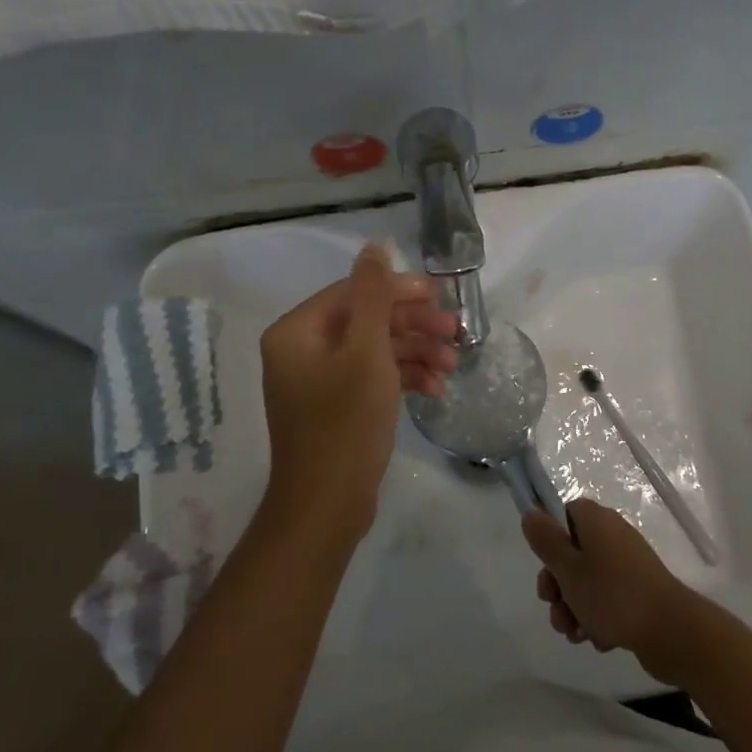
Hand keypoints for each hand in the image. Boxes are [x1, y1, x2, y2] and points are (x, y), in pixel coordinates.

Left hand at [259, 244, 458, 547]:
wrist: (327, 506)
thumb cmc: (345, 422)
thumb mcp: (366, 352)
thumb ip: (372, 295)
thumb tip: (374, 245)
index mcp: (297, 331)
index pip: (353, 292)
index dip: (399, 291)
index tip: (440, 299)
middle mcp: (302, 350)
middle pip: (365, 320)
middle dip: (413, 327)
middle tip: (454, 333)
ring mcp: (318, 381)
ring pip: (373, 350)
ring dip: (414, 353)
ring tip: (453, 365)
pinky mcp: (336, 406)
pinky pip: (371, 378)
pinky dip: (402, 379)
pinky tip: (435, 388)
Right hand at [523, 501, 703, 685]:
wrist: (670, 631)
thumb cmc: (612, 594)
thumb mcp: (568, 567)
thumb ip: (546, 540)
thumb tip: (531, 512)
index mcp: (596, 520)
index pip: (564, 514)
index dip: (550, 540)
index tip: (546, 566)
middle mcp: (613, 536)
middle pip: (572, 553)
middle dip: (558, 586)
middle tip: (556, 608)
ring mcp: (628, 565)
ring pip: (587, 582)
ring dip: (574, 608)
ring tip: (576, 634)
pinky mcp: (638, 593)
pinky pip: (607, 600)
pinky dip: (598, 618)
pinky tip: (599, 639)